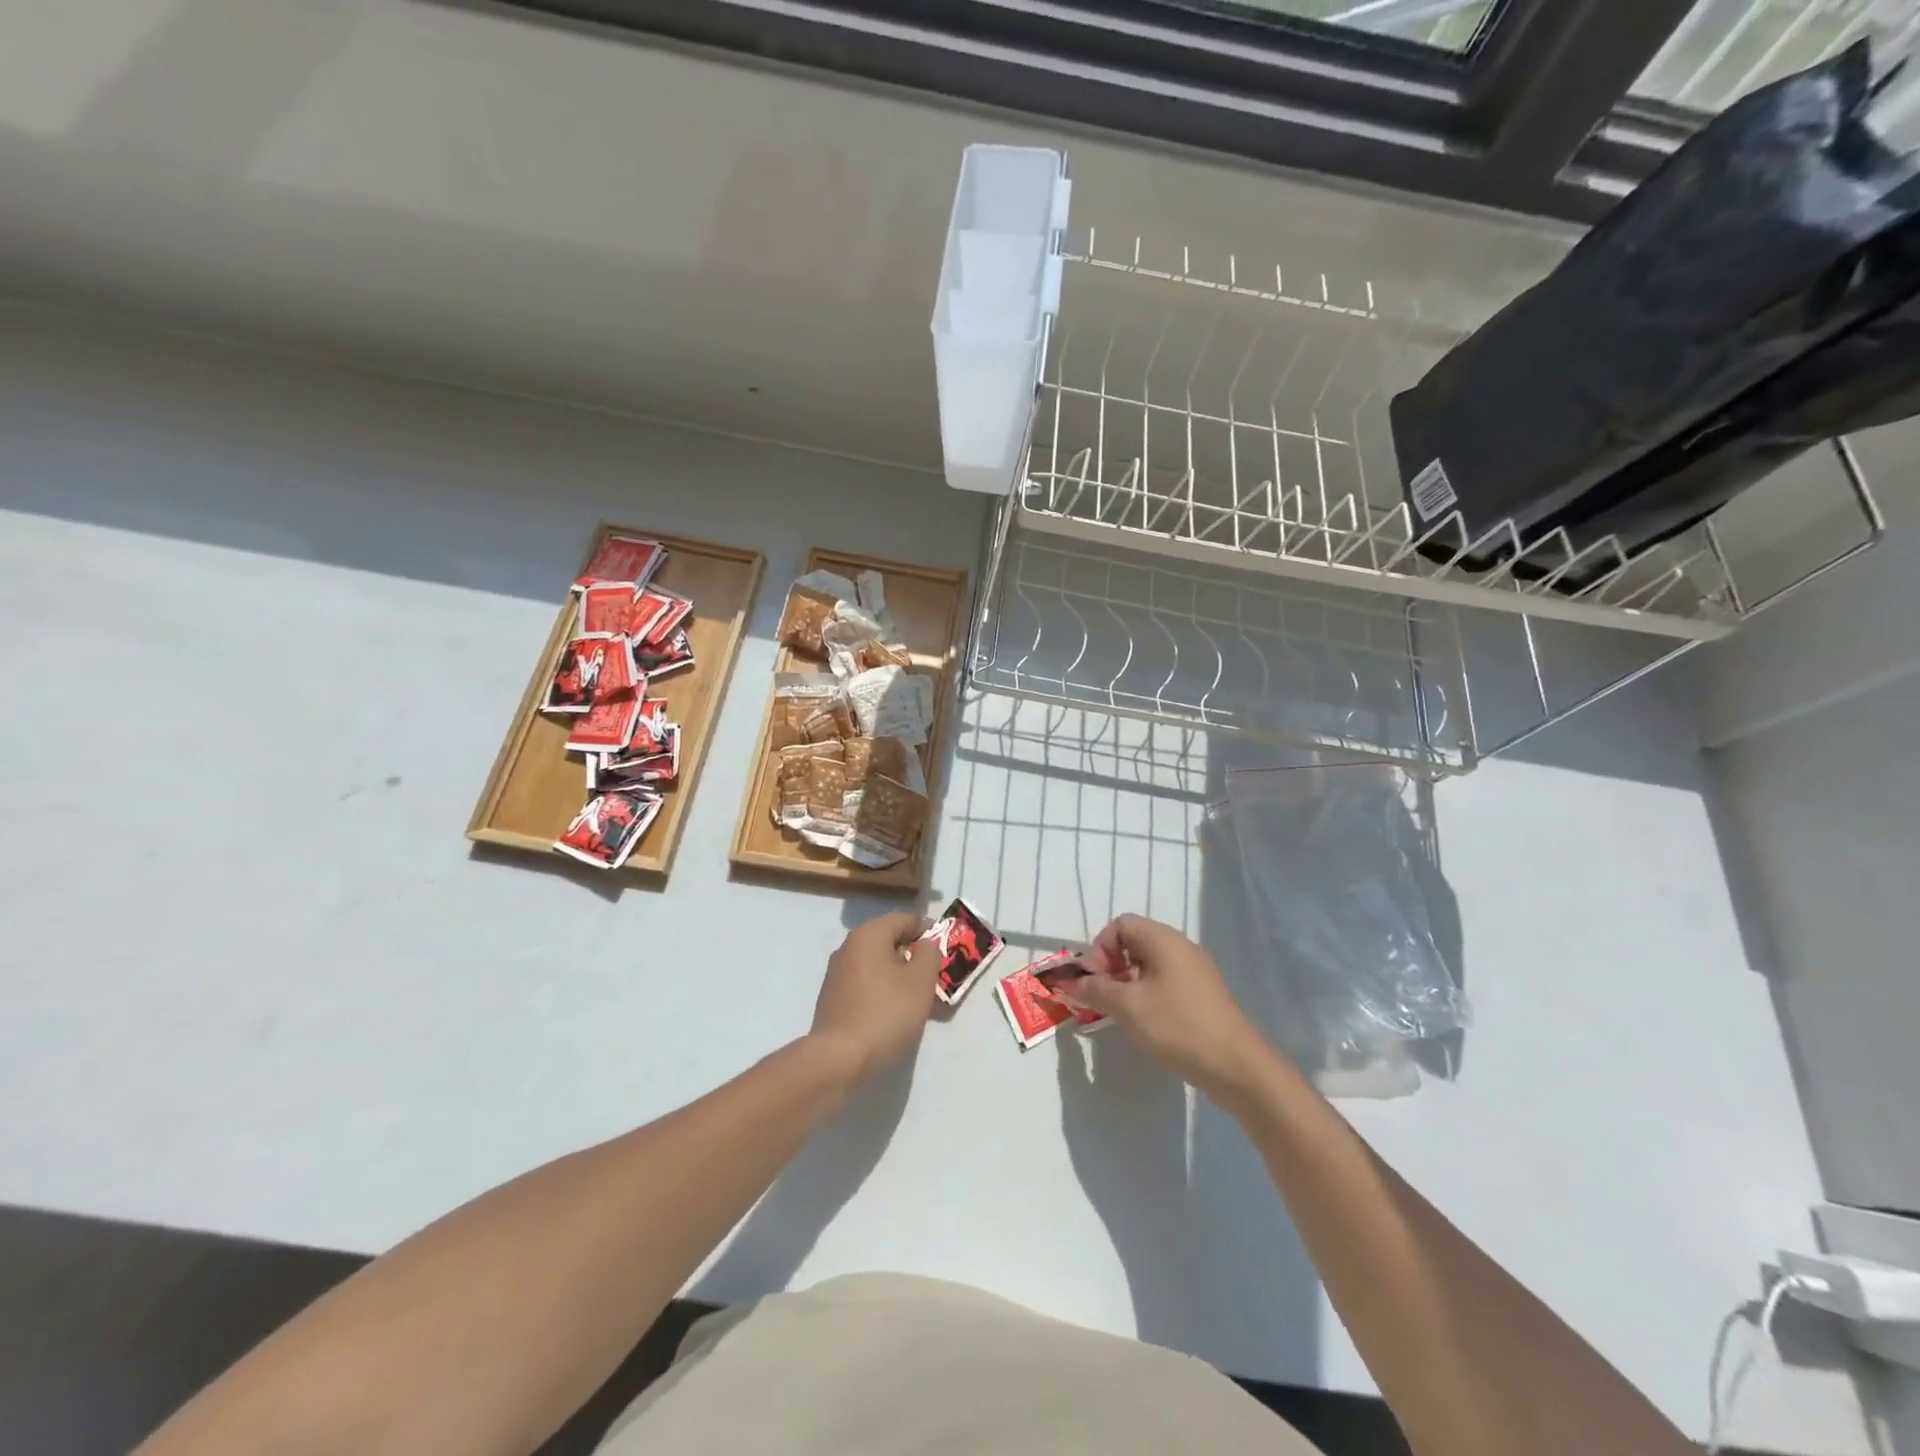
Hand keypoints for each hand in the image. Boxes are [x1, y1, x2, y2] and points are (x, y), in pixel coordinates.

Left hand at [807, 910, 936, 1088]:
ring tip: (919, 998)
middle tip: (935, 976)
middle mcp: (849, 947)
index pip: (905, 919)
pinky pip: (866, 983)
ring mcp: (837, 973)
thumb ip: (929, 954)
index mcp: (869, 934)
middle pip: (889, 940)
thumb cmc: (886, 1013)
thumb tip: (924, 944)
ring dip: (900, 975)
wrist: (838, 1059)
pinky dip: (883, 990)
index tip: (946, 949)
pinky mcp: (833, 998)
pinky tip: (895, 1012)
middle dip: (914, 955)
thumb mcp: (920, 981)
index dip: (928, 930)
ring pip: (878, 964)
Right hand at [1056, 914, 1275, 1102]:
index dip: (1100, 948)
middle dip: (1111, 967)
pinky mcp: (1202, 994)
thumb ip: (1097, 990)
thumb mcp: (1129, 1007)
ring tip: (1121, 1013)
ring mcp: (1195, 971)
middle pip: (1134, 942)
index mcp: (1163, 940)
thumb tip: (1074, 982)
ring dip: (1128, 983)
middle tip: (1103, 998)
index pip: (1121, 925)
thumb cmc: (1178, 1026)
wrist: (1237, 1066)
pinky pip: (1165, 981)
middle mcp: (1180, 947)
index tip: (1095, 980)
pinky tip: (1146, 1023)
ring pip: (1149, 964)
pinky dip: (1148, 995)